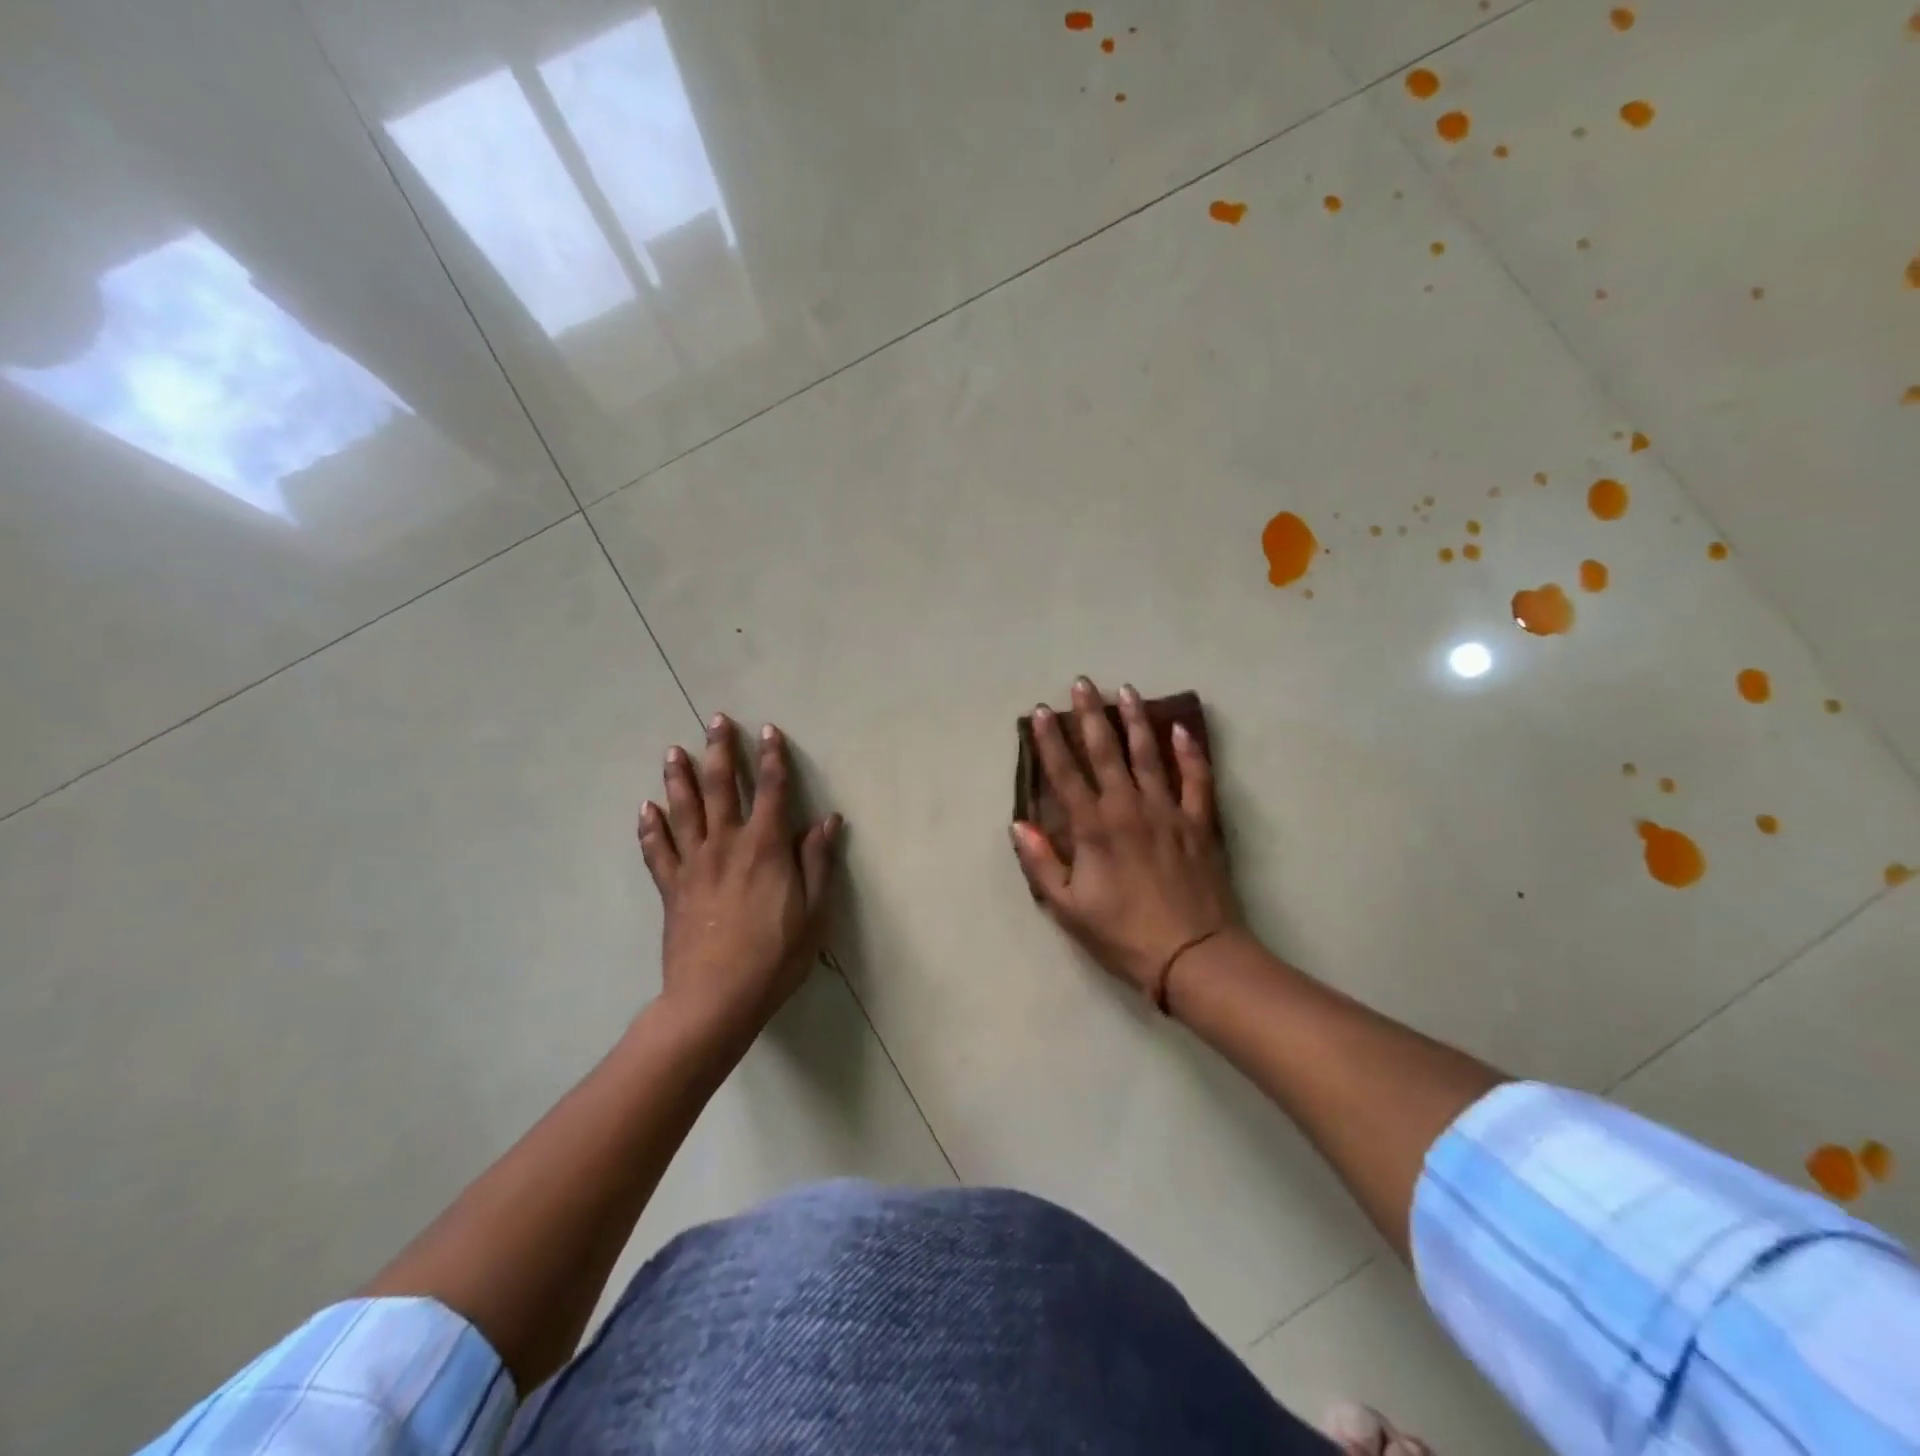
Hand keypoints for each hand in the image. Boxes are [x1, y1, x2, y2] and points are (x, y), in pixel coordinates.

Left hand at [639, 714, 840, 1038]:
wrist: (715, 999)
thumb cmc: (775, 956)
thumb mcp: (814, 912)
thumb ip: (818, 862)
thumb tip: (827, 820)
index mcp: (765, 848)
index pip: (772, 791)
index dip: (773, 758)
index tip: (769, 731)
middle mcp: (726, 845)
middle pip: (722, 788)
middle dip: (721, 752)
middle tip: (716, 721)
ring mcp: (694, 865)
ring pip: (684, 810)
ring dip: (680, 778)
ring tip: (673, 751)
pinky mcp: (671, 889)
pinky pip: (657, 851)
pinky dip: (650, 828)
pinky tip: (646, 809)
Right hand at [1011, 677, 1238, 999]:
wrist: (1193, 955)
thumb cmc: (1123, 935)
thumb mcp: (1068, 908)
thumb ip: (1042, 863)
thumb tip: (1019, 823)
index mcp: (1094, 828)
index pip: (1065, 774)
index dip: (1050, 741)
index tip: (1041, 712)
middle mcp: (1128, 808)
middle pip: (1105, 752)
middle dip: (1090, 715)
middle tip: (1083, 683)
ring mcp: (1168, 811)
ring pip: (1149, 754)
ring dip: (1135, 720)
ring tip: (1126, 690)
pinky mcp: (1199, 823)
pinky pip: (1196, 779)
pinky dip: (1190, 752)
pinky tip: (1181, 729)